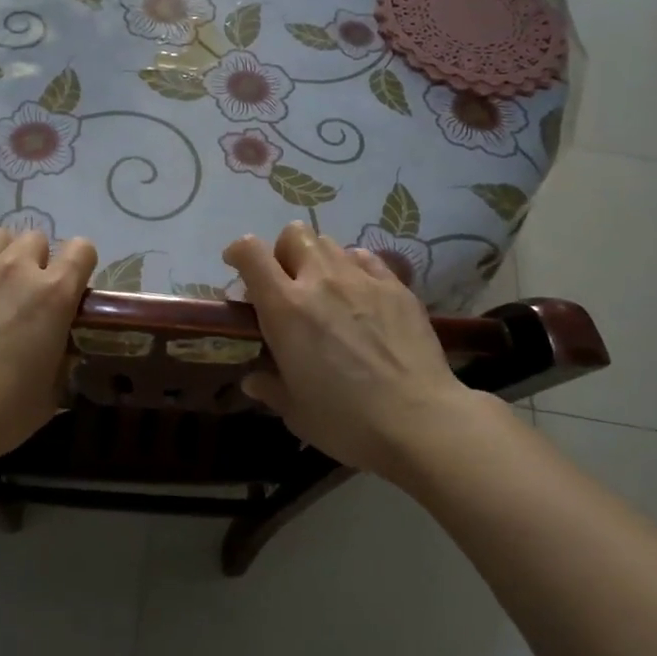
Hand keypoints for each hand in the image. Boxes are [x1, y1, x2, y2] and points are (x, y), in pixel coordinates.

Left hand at [0, 227, 96, 472]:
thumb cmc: (1, 413)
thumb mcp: (51, 392)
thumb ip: (62, 359)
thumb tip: (60, 347)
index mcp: (54, 293)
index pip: (82, 249)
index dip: (79, 264)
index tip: (71, 285)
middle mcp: (16, 268)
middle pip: (35, 238)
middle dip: (34, 260)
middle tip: (22, 292)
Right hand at [223, 222, 485, 479]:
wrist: (420, 420)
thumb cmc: (346, 421)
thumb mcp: (296, 411)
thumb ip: (270, 387)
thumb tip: (254, 380)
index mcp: (286, 308)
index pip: (251, 253)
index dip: (238, 252)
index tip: (236, 268)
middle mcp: (321, 280)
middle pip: (294, 235)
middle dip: (282, 252)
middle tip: (286, 284)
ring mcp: (363, 279)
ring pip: (331, 243)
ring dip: (318, 260)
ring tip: (325, 290)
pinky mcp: (397, 287)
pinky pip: (366, 259)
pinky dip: (354, 268)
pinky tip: (360, 295)